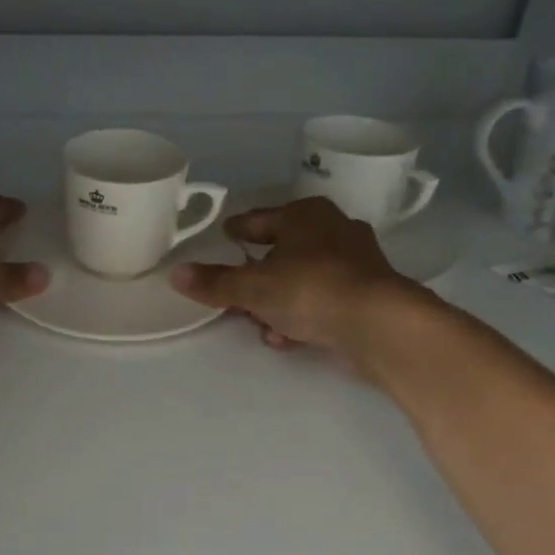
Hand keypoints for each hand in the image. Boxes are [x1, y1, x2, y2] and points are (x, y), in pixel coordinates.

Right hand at [170, 197, 437, 372]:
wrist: (379, 323)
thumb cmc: (310, 289)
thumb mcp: (252, 288)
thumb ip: (215, 283)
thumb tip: (175, 274)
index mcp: (304, 215)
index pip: (259, 220)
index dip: (238, 230)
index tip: (225, 235)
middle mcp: (332, 230)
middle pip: (282, 253)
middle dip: (258, 279)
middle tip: (237, 298)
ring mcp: (355, 262)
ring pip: (302, 281)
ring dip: (279, 305)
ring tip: (264, 329)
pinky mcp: (367, 294)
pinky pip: (322, 302)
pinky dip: (303, 318)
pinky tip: (289, 339)